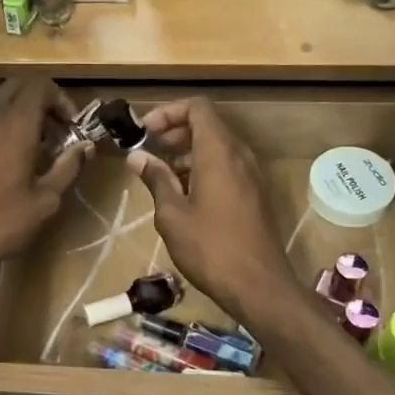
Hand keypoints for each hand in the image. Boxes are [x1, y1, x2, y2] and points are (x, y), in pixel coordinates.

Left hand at [0, 78, 90, 279]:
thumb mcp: (45, 202)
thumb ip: (68, 168)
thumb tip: (85, 147)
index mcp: (15, 124)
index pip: (40, 84)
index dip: (60, 98)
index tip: (70, 126)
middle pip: (15, 86)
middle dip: (38, 102)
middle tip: (52, 133)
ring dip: (13, 119)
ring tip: (23, 154)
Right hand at [127, 97, 300, 320]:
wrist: (258, 285)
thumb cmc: (210, 248)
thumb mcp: (172, 214)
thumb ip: (156, 179)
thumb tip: (137, 156)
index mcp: (219, 152)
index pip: (198, 108)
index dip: (169, 112)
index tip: (145, 131)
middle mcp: (240, 155)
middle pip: (208, 125)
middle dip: (175, 131)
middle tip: (149, 150)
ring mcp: (252, 175)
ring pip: (217, 147)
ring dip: (188, 152)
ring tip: (160, 175)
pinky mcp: (255, 194)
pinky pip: (227, 167)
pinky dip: (203, 168)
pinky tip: (183, 195)